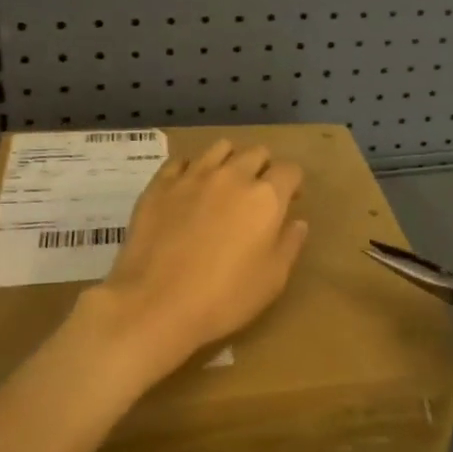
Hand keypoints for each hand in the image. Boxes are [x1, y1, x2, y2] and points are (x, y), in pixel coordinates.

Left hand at [87, 140, 309, 388]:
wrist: (155, 304)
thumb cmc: (224, 297)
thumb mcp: (273, 279)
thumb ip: (289, 244)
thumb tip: (297, 222)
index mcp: (266, 197)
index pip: (290, 170)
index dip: (293, 183)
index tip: (290, 200)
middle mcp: (232, 175)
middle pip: (257, 153)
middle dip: (264, 168)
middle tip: (257, 194)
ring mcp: (193, 176)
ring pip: (220, 148)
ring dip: (230, 160)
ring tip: (224, 184)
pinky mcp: (160, 184)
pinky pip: (182, 161)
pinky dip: (192, 169)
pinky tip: (189, 190)